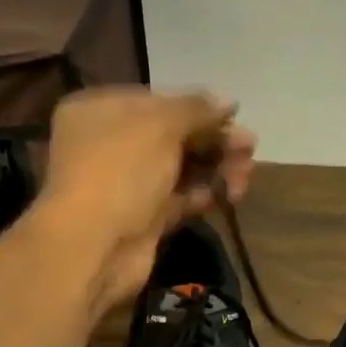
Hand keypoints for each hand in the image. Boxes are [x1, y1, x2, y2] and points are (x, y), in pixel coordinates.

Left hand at [36, 87, 255, 315]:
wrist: (95, 246)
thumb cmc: (121, 172)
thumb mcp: (160, 126)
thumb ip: (197, 109)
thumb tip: (228, 101)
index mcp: (100, 111)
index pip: (158, 101)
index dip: (198, 108)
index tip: (234, 116)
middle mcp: (110, 144)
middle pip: (173, 136)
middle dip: (214, 141)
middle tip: (250, 148)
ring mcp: (127, 184)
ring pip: (180, 169)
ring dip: (216, 168)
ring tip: (245, 175)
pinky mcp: (144, 219)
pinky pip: (180, 199)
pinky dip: (203, 195)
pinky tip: (227, 196)